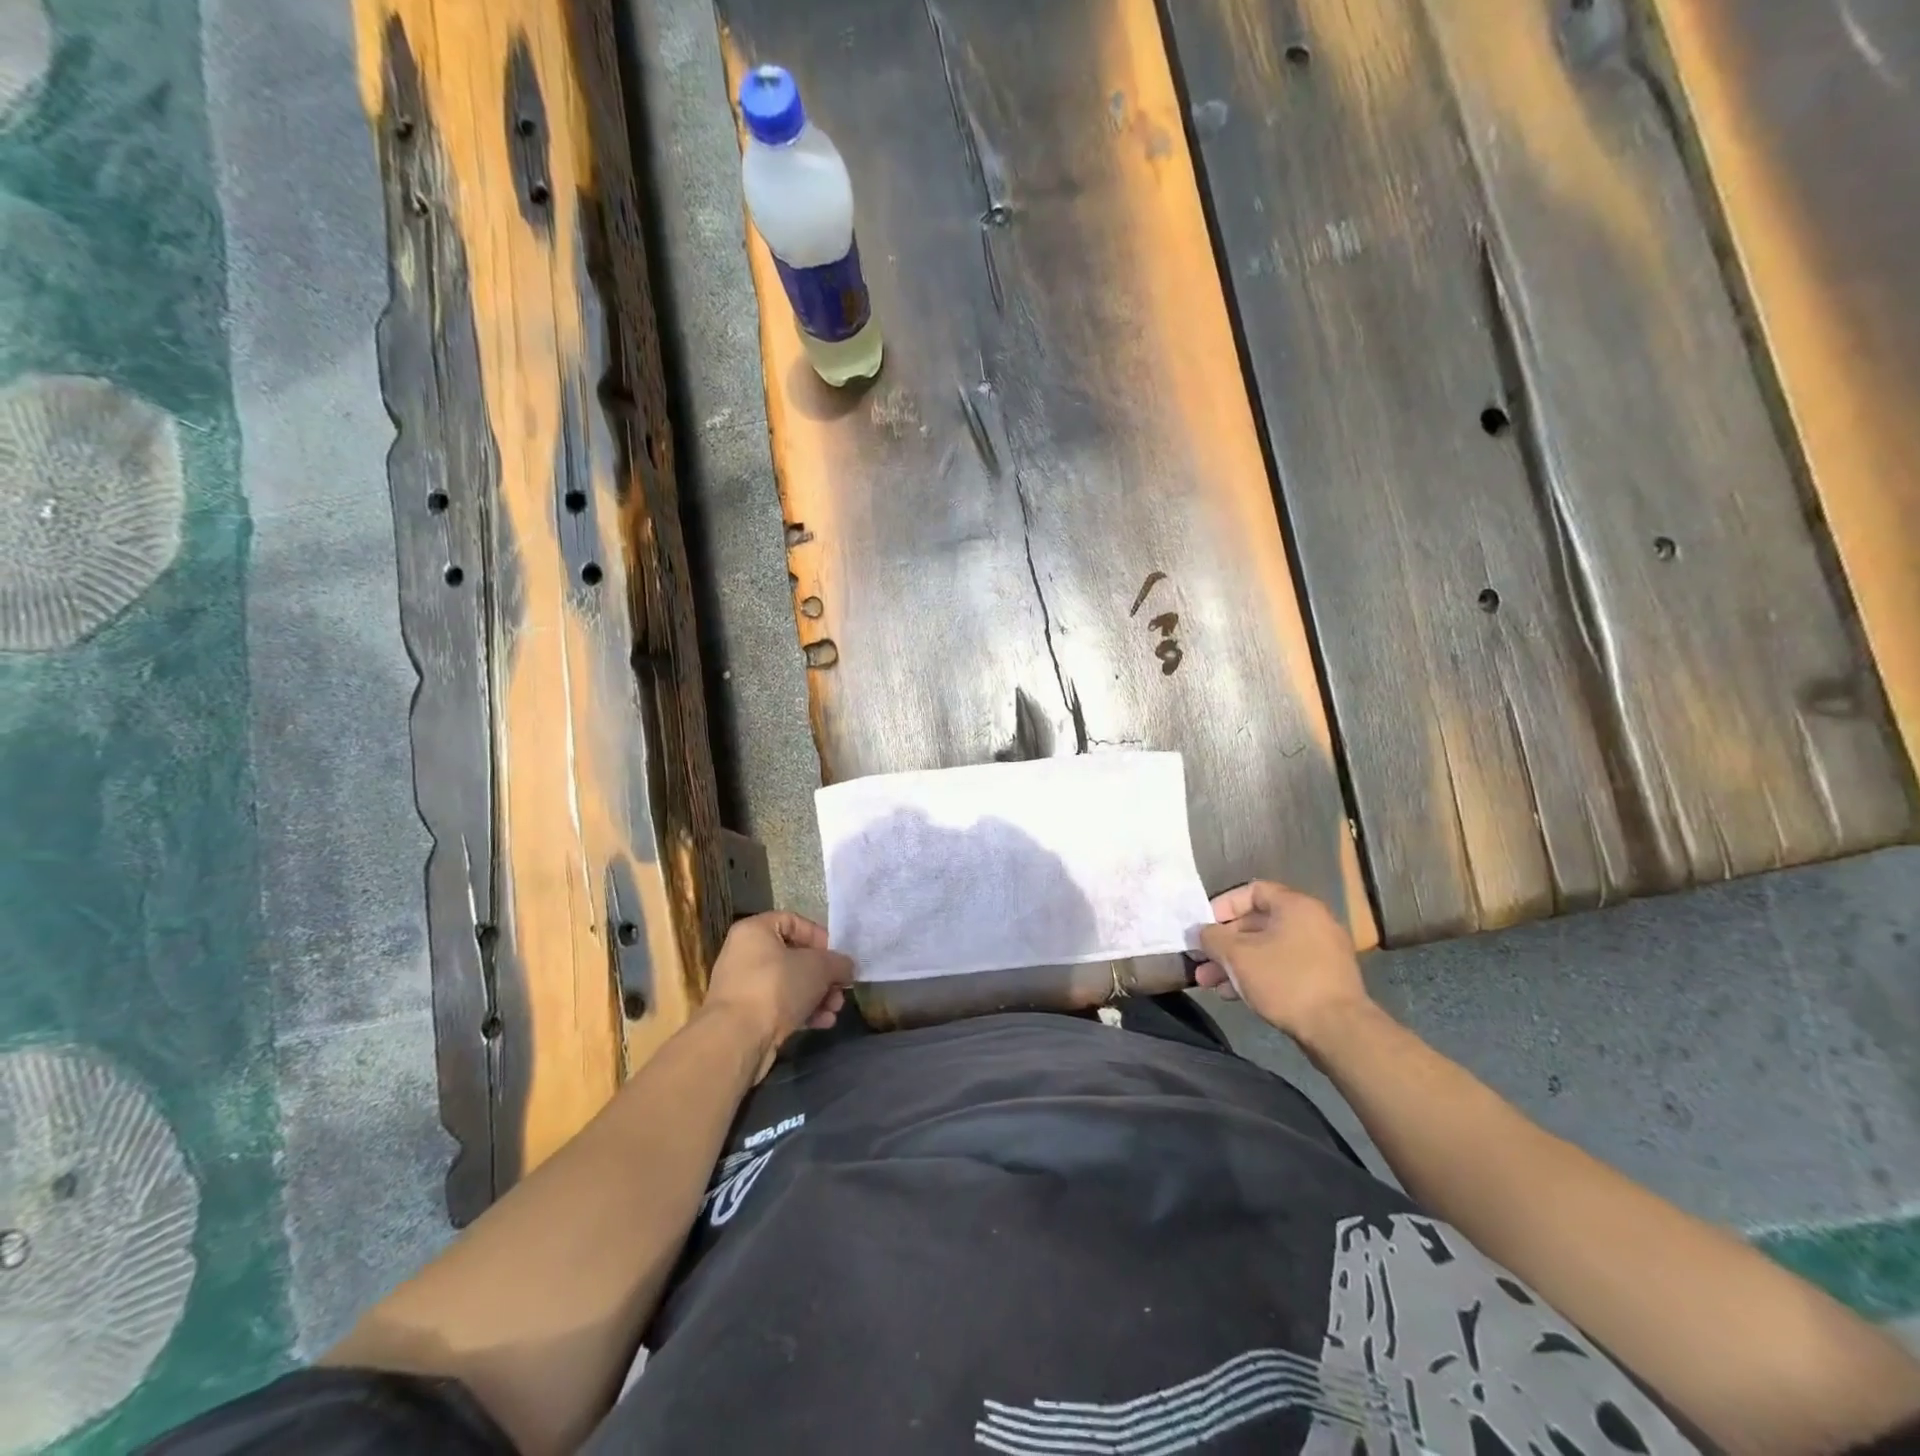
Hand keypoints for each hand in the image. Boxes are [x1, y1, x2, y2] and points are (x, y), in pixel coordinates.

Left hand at [701, 912, 853, 1077]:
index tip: (837, 956)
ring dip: (817, 995)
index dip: (819, 936)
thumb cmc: (777, 987)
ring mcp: (743, 986)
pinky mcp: (746, 1016)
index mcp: (755, 931)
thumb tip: (847, 967)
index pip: (793, 921)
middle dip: (823, 974)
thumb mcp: (819, 967)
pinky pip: (779, 1006)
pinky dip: (802, 1011)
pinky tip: (823, 1023)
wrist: (737, 1039)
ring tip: (835, 1009)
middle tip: (841, 988)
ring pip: (789, 984)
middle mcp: (744, 954)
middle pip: (794, 957)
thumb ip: (838, 963)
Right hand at [1194, 880, 1370, 1044]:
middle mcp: (1312, 922)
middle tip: (1200, 961)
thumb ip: (1212, 938)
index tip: (1204, 926)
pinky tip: (1233, 995)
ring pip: (1267, 949)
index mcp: (1296, 906)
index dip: (1223, 905)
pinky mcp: (1323, 980)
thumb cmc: (1285, 980)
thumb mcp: (1237, 956)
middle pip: (1257, 923)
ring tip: (1210, 983)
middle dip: (1224, 943)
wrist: (1339, 1031)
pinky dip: (1257, 976)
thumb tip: (1200, 932)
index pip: (1252, 890)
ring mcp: (1321, 952)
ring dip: (1235, 963)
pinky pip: (1282, 968)